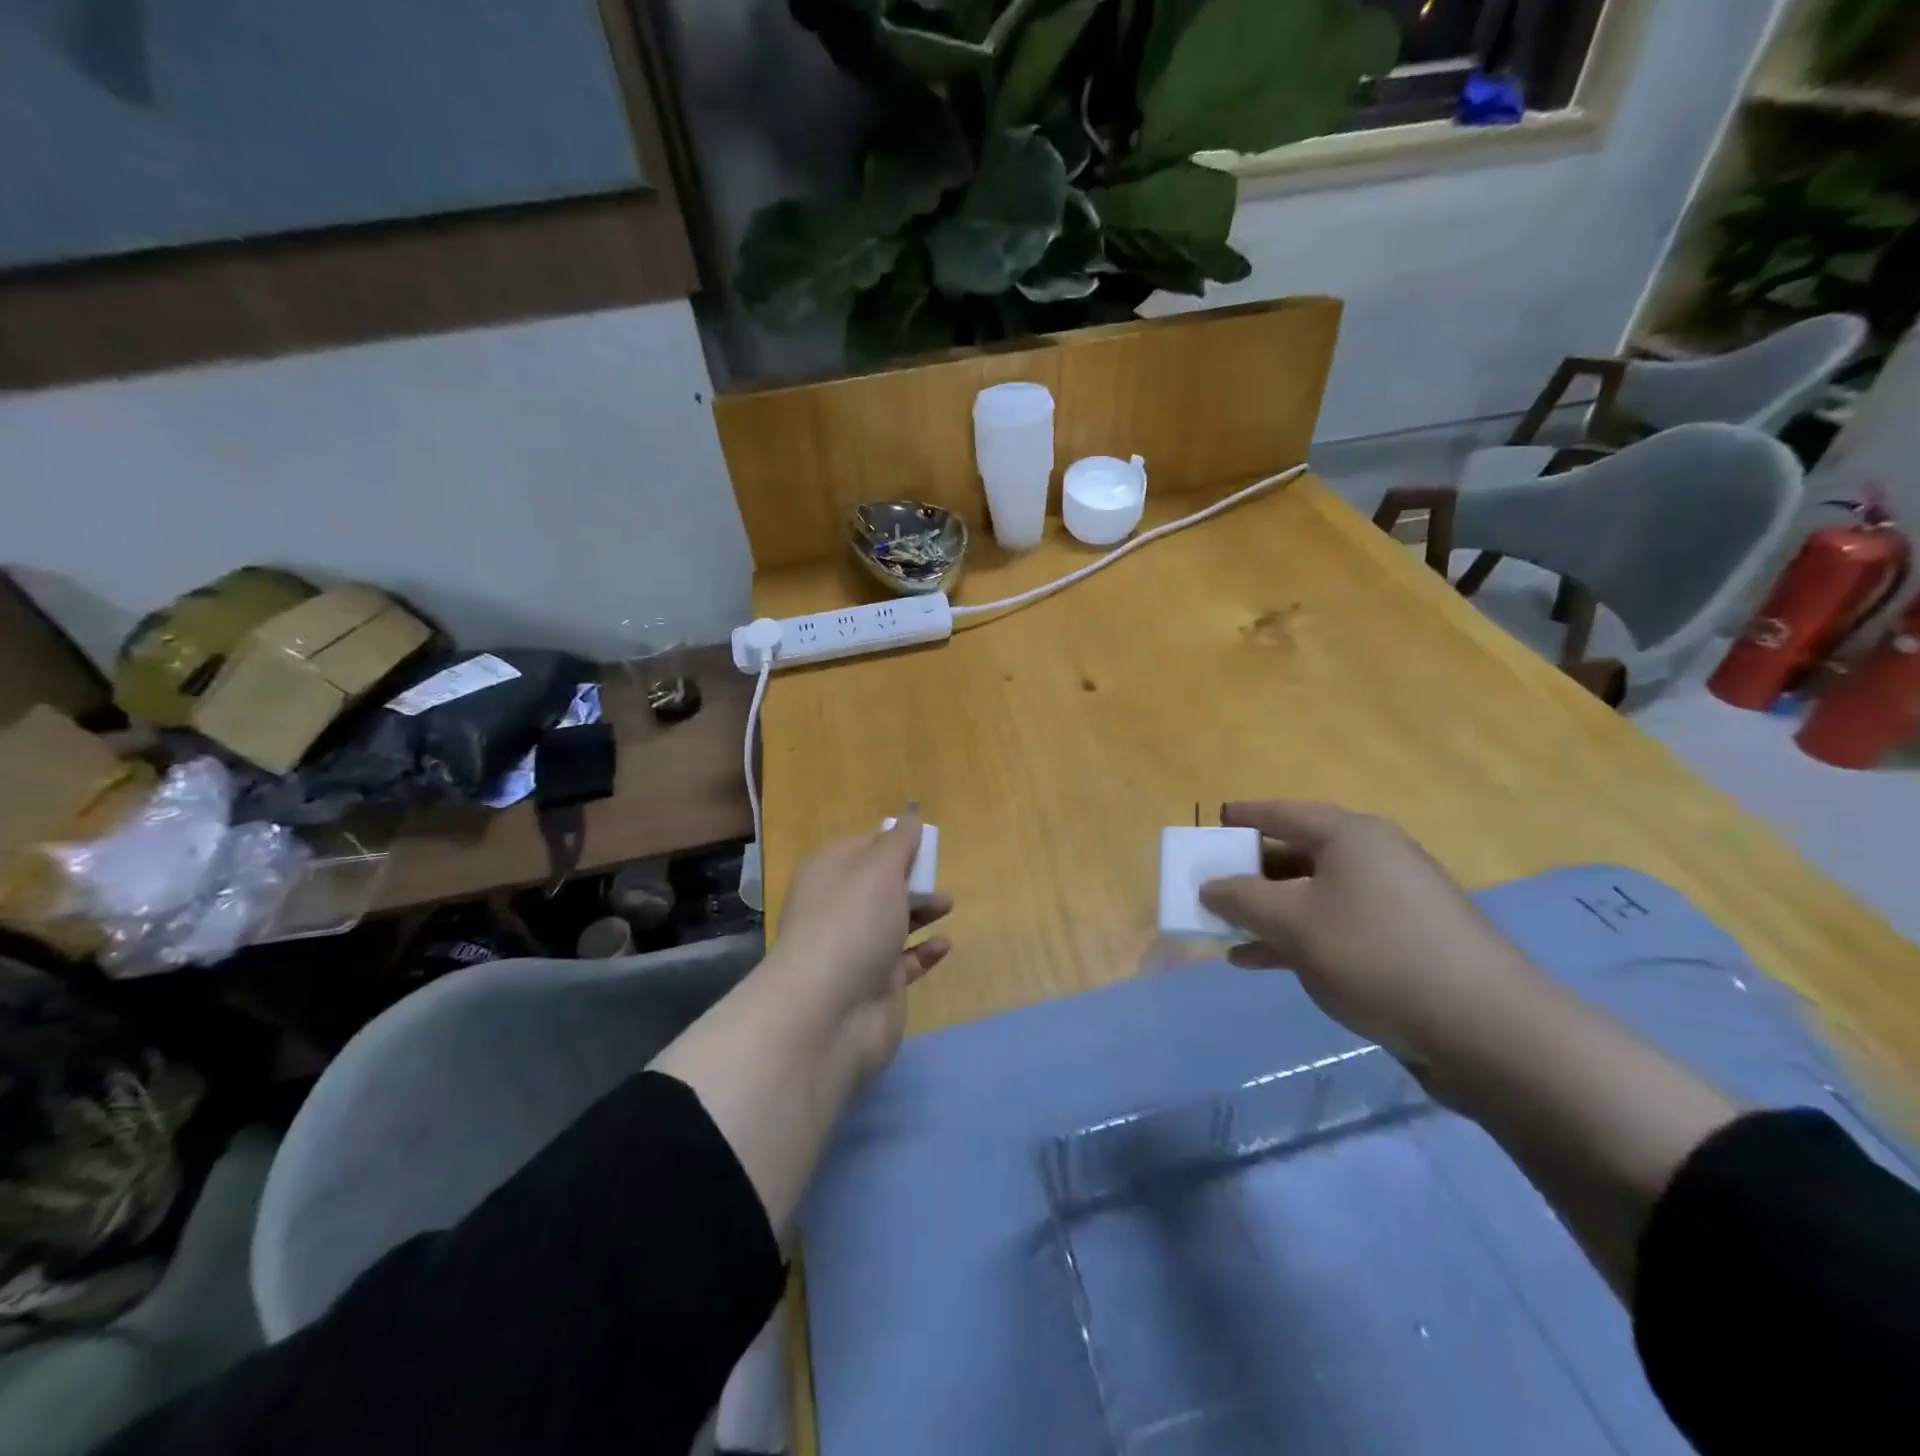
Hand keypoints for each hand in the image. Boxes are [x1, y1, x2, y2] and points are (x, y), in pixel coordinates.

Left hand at [770, 814, 952, 1078]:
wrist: (828, 1012)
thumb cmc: (853, 923)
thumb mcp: (879, 868)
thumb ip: (899, 841)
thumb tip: (909, 815)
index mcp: (830, 873)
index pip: (863, 847)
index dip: (892, 842)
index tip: (923, 841)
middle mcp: (839, 908)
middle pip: (879, 885)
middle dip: (910, 877)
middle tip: (937, 874)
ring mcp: (855, 949)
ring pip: (892, 922)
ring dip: (921, 911)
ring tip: (948, 905)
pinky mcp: (874, 984)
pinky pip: (904, 961)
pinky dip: (924, 952)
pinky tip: (944, 945)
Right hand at [1198, 802, 1542, 1061]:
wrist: (1485, 1028)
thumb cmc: (1375, 953)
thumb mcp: (1292, 923)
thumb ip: (1242, 900)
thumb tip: (1210, 886)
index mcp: (1350, 836)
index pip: (1284, 813)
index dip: (1245, 817)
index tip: (1213, 823)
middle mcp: (1374, 858)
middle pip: (1298, 853)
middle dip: (1251, 872)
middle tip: (1212, 884)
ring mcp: (1393, 902)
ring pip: (1313, 895)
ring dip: (1269, 911)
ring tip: (1225, 930)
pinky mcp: (1404, 943)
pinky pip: (1335, 927)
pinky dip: (1297, 937)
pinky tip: (1261, 961)